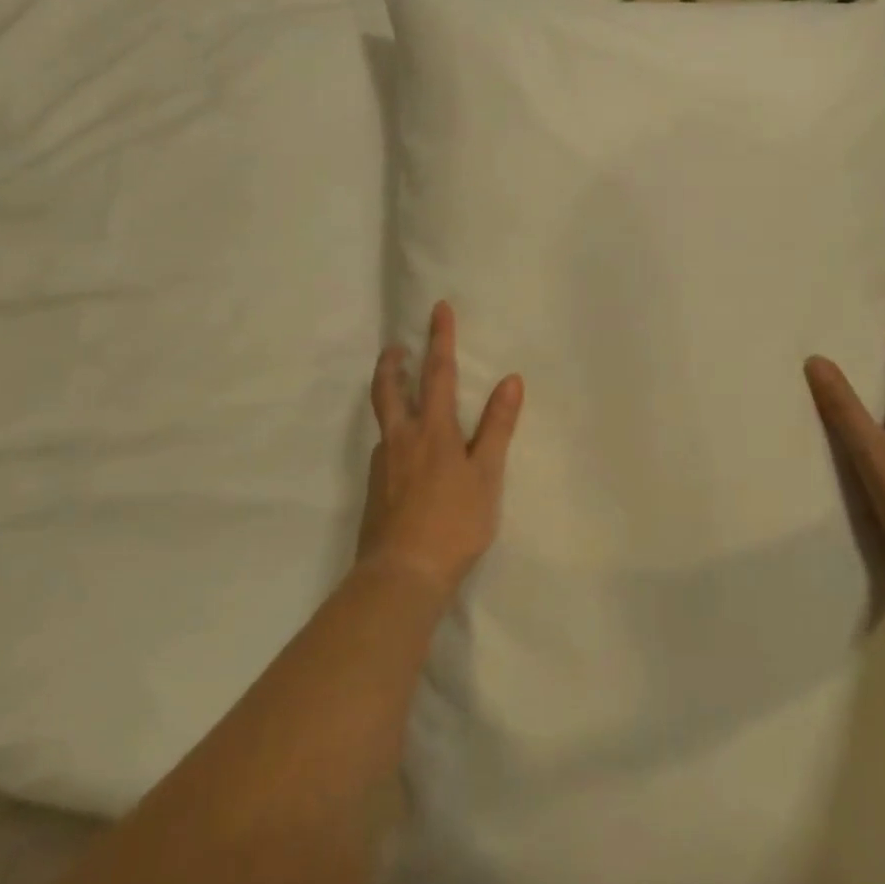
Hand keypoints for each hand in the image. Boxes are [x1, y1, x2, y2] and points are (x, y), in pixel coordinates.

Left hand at [361, 301, 523, 597]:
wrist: (402, 574)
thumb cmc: (454, 523)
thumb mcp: (486, 475)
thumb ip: (497, 427)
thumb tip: (511, 380)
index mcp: (432, 430)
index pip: (438, 373)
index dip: (440, 339)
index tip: (438, 308)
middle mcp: (401, 439)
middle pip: (389, 390)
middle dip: (392, 364)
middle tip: (395, 348)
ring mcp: (383, 465)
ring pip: (383, 421)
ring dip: (389, 398)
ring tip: (401, 397)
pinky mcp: (373, 490)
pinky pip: (384, 450)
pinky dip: (393, 436)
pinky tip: (405, 455)